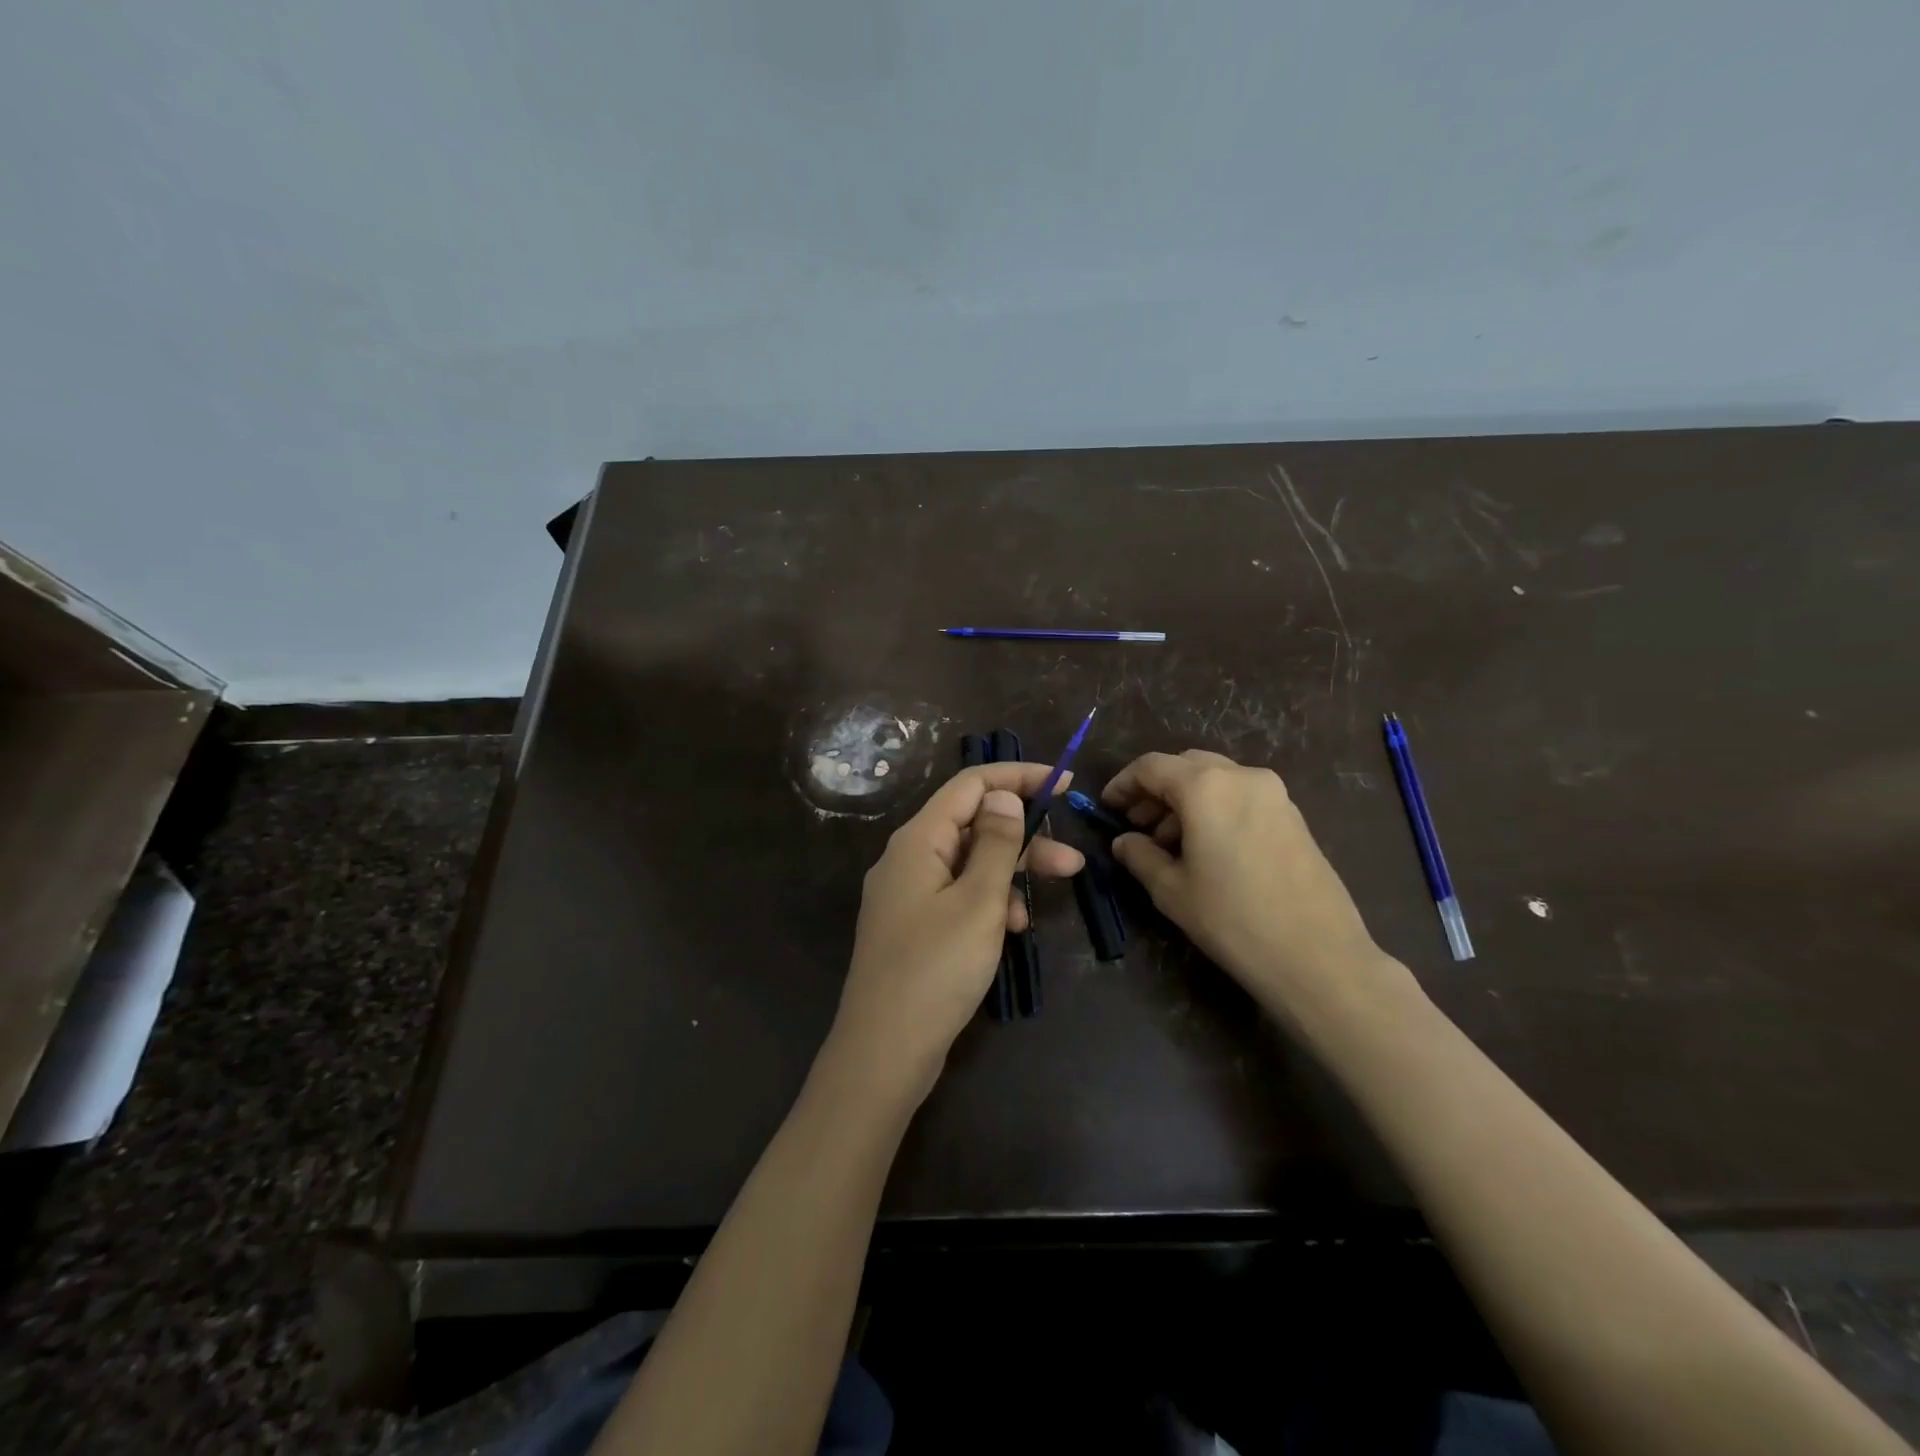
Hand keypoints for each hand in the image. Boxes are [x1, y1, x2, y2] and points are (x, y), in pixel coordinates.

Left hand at [828, 763, 1083, 1102]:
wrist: (884, 1051)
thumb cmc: (935, 970)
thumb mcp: (978, 901)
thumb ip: (995, 842)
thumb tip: (1003, 794)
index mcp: (918, 840)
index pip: (971, 785)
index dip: (1018, 778)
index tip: (1064, 784)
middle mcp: (908, 858)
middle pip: (973, 825)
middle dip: (1024, 836)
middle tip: (1072, 860)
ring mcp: (909, 894)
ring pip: (970, 863)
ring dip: (1012, 872)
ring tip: (1051, 895)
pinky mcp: (915, 926)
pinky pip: (959, 896)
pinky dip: (989, 902)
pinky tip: (1012, 929)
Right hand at [1102, 750, 1393, 1015]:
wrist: (1318, 956)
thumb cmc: (1233, 920)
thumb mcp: (1171, 891)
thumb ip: (1140, 856)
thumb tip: (1124, 842)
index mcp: (1206, 786)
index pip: (1152, 766)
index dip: (1123, 783)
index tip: (1106, 807)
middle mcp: (1242, 776)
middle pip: (1186, 766)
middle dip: (1156, 789)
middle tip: (1135, 824)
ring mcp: (1274, 794)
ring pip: (1216, 779)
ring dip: (1185, 800)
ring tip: (1167, 842)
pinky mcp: (1294, 816)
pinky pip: (1241, 796)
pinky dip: (1215, 808)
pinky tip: (1206, 848)